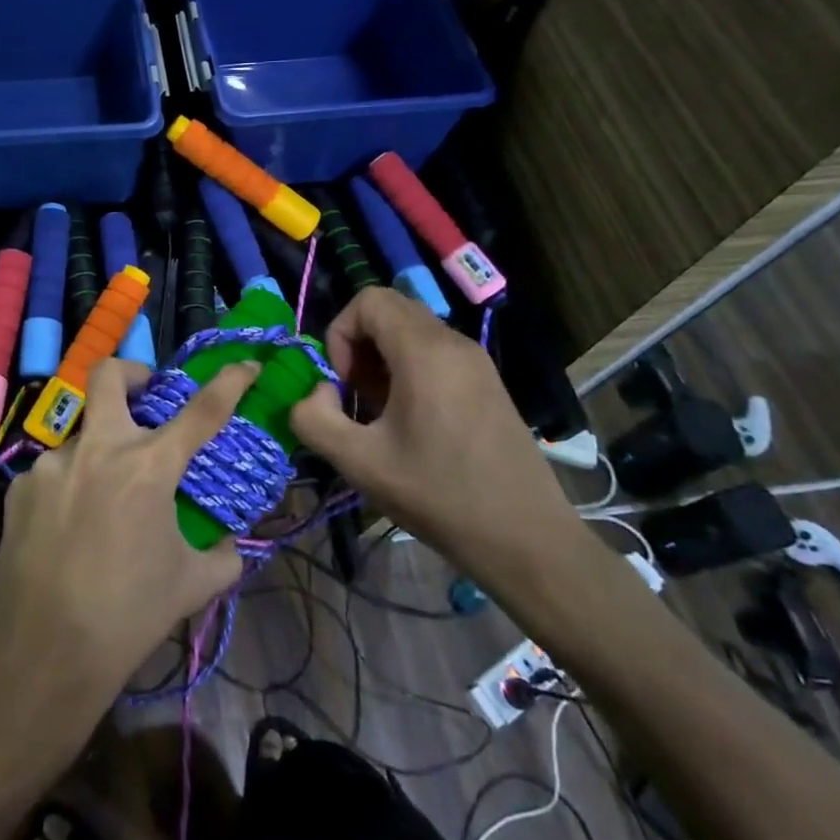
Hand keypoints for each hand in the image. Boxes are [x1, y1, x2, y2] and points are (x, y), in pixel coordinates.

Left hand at [0, 358, 253, 712]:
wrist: (46, 651)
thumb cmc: (130, 614)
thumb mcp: (191, 585)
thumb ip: (223, 556)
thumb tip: (232, 544)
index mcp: (148, 467)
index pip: (201, 411)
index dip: (228, 381)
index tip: (244, 364)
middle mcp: (98, 449)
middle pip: (108, 374)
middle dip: (131, 372)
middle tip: (145, 393)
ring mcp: (52, 464)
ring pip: (80, 434)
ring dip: (99, 451)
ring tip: (102, 501)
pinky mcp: (21, 487)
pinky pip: (53, 473)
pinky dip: (70, 487)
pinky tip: (68, 529)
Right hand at [289, 287, 585, 598]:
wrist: (526, 539)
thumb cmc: (439, 495)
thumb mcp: (358, 462)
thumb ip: (313, 418)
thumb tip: (318, 391)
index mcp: (424, 352)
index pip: (369, 300)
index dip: (340, 332)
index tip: (341, 382)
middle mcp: (454, 344)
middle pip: (390, 309)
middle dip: (359, 343)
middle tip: (355, 394)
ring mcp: (477, 362)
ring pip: (413, 330)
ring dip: (382, 357)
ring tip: (380, 410)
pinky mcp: (488, 383)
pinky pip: (436, 352)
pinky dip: (409, 368)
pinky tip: (411, 420)